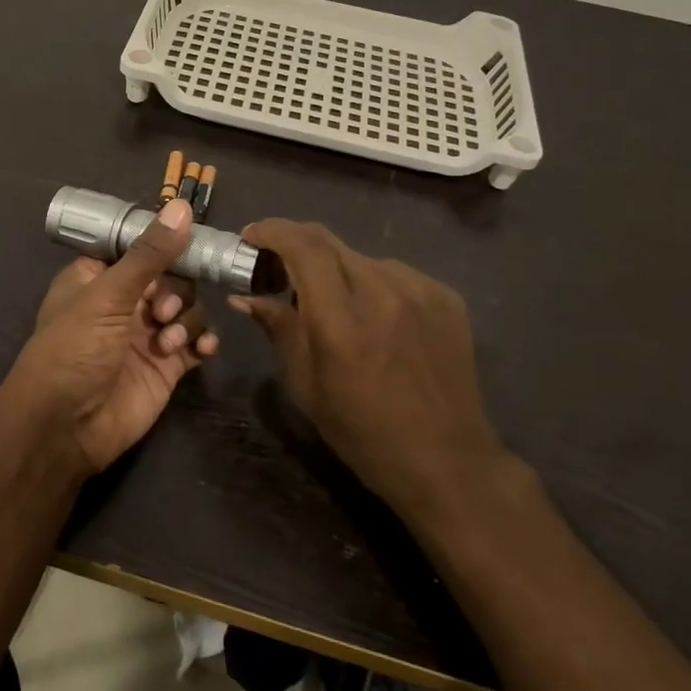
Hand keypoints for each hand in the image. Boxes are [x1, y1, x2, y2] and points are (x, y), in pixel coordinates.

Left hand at [1, 200, 219, 473]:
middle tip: (161, 312)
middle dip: (175, 290)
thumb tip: (181, 207)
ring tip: (168, 341)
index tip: (191, 238)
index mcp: (98, 277)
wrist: (66, 427)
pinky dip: (204, 341)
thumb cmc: (74, 350)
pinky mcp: (167, 365)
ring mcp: (147, 334)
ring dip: (187, 319)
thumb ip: (149, 254)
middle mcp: (124, 301)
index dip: (163, 243)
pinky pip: (197, 341)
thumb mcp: (107, 295)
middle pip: (170, 276)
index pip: (138, 246)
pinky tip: (202, 350)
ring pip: (187, 308)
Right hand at [231, 220, 502, 515]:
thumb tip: (245, 296)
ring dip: (335, 269)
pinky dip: (371, 283)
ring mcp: (420, 291)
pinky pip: (394, 274)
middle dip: (296, 245)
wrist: (445, 459)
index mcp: (341, 320)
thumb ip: (278, 328)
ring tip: (331, 301)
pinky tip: (372, 315)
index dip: (273, 231)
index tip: (252, 236)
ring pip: (361, 258)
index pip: (303, 246)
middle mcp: (382, 292)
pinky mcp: (445, 297)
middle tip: (278, 267)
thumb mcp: (305, 384)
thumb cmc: (361, 430)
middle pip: (329, 242)